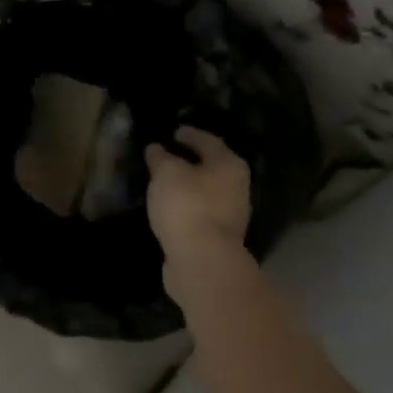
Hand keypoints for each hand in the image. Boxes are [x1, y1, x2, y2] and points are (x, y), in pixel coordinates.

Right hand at [145, 127, 251, 268]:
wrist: (202, 260)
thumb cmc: (187, 205)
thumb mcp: (166, 173)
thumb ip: (160, 157)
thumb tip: (156, 148)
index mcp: (229, 164)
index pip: (208, 141)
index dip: (190, 134)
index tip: (174, 132)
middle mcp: (237, 186)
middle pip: (211, 167)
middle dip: (190, 161)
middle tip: (168, 156)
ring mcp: (231, 214)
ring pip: (206, 192)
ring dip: (188, 186)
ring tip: (165, 182)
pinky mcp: (219, 237)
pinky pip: (200, 212)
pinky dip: (186, 207)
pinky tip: (170, 208)